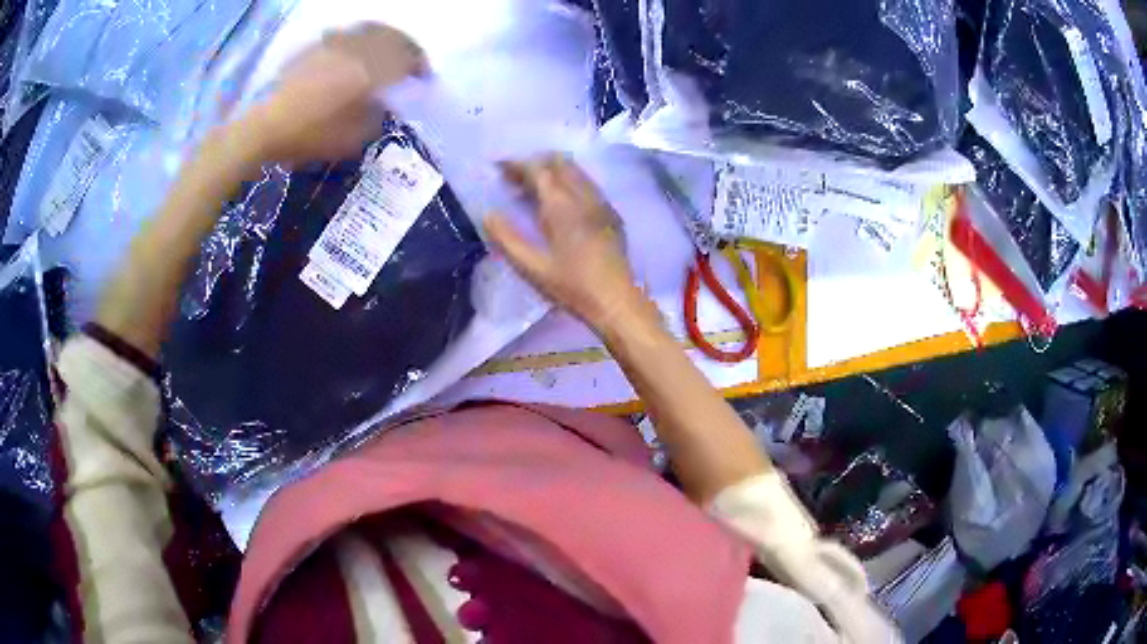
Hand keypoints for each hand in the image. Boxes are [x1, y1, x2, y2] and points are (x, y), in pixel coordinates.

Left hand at [240, 24, 427, 164]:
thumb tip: (383, 105)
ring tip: (386, 51)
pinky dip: (359, 39)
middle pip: (392, 37)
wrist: (264, 126)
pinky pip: (346, 34)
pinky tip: (355, 51)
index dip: (420, 66)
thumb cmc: (309, 136)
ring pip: (370, 30)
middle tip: (410, 60)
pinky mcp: (315, 46)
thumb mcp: (351, 139)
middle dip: (406, 47)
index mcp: (370, 71)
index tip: (423, 78)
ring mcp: (334, 44)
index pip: (407, 59)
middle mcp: (357, 50)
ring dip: (385, 38)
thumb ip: (375, 118)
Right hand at [485, 154, 645, 331]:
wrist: (617, 302)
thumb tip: (488, 214)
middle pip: (559, 163)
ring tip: (533, 189)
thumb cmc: (572, 287)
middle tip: (514, 178)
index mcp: (562, 206)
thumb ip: (507, 239)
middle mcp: (584, 196)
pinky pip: (588, 185)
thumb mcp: (532, 268)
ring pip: (576, 171)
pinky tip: (561, 202)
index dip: (516, 164)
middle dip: (535, 163)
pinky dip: (569, 182)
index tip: (499, 167)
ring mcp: (601, 203)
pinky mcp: (611, 214)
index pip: (538, 170)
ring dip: (553, 171)